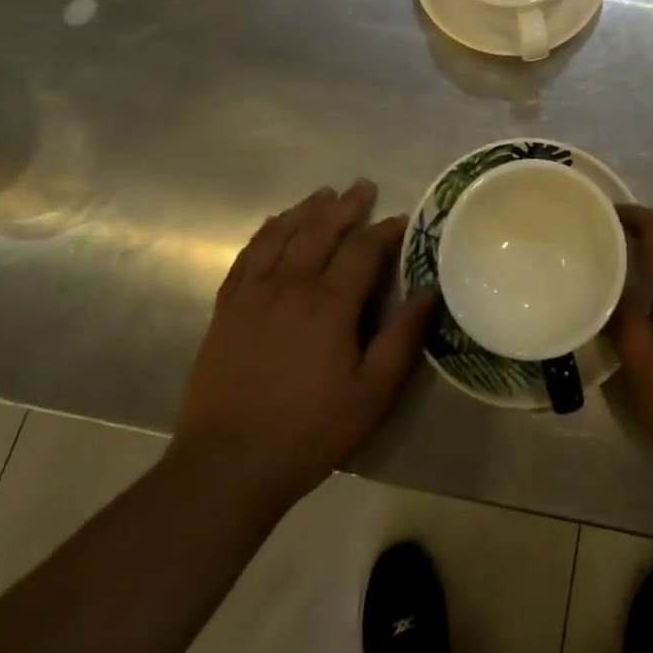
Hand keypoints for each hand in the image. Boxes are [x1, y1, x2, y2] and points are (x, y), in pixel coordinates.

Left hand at [173, 181, 433, 512]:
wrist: (226, 466)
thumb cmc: (308, 432)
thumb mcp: (371, 395)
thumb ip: (402, 339)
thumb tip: (426, 291)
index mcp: (329, 305)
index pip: (362, 250)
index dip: (385, 231)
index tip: (401, 219)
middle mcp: (290, 286)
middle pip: (321, 230)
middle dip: (346, 205)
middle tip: (364, 186)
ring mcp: (253, 295)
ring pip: (282, 234)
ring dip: (307, 209)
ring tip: (325, 193)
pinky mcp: (226, 309)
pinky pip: (248, 255)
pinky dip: (265, 232)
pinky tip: (275, 224)